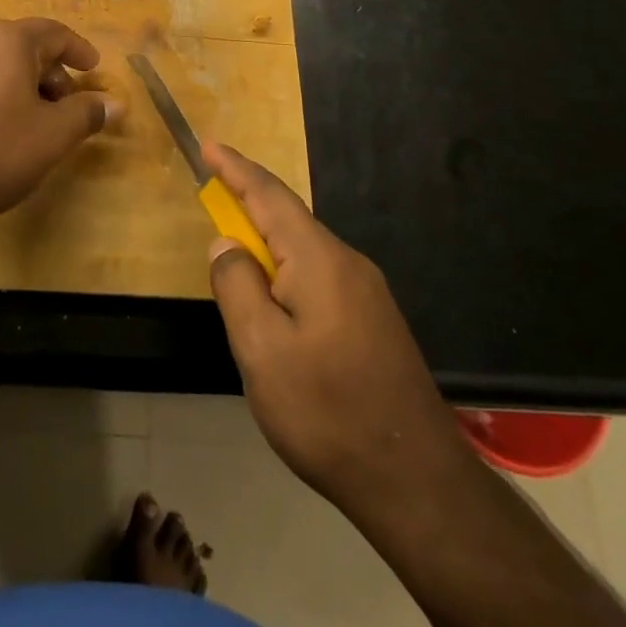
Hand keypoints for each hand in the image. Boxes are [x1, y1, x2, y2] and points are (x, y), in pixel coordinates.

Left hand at [0, 18, 121, 231]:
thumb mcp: (53, 136)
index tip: (94, 68)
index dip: (79, 51)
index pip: (54, 33)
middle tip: (66, 106)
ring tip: (32, 121)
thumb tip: (115, 103)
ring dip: (21, 82)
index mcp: (7, 39)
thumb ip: (87, 112)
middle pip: (23, 45)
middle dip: (50, 72)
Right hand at [205, 143, 468, 517]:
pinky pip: (319, 277)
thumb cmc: (328, 411)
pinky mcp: (374, 322)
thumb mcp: (262, 350)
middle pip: (288, 219)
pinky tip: (277, 306)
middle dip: (248, 204)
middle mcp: (347, 263)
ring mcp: (367, 293)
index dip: (235, 168)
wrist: (417, 481)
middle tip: (213, 198)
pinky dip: (287, 272)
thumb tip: (226, 242)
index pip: (269, 195)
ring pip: (304, 251)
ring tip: (237, 260)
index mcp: (318, 259)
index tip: (208, 145)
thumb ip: (237, 286)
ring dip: (267, 244)